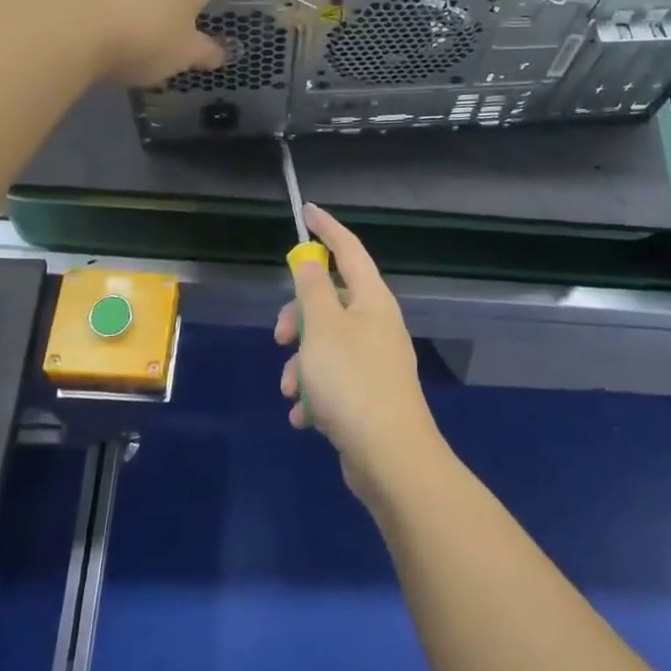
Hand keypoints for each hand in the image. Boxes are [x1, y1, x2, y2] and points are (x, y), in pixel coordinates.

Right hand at [274, 205, 444, 503]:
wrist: (390, 458)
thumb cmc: (352, 382)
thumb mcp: (322, 328)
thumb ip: (312, 289)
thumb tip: (309, 259)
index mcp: (372, 300)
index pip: (348, 250)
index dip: (327, 229)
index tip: (307, 212)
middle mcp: (377, 324)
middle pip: (330, 302)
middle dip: (298, 318)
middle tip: (280, 337)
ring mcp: (375, 361)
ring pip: (326, 345)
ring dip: (301, 364)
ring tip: (291, 390)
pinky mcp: (369, 396)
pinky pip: (333, 381)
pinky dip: (315, 394)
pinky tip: (305, 417)